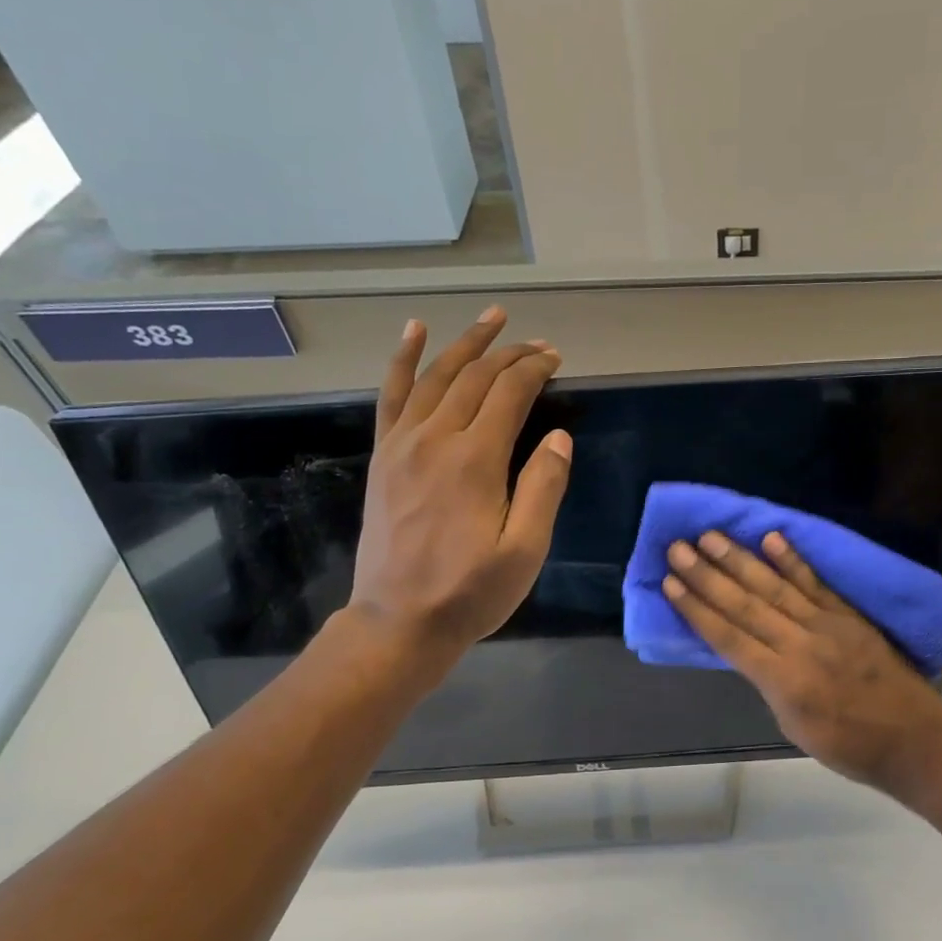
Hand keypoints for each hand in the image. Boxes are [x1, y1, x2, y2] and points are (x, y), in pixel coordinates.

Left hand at [348, 307, 571, 665]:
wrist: (398, 622)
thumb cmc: (470, 593)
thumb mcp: (524, 551)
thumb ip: (544, 489)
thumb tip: (558, 436)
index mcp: (476, 460)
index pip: (509, 393)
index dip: (535, 369)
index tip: (557, 358)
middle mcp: (436, 439)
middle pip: (475, 377)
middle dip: (510, 353)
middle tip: (538, 342)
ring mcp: (402, 444)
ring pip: (436, 376)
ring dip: (465, 343)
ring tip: (491, 318)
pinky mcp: (384, 457)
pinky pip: (392, 396)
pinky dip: (403, 359)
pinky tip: (414, 332)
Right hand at [661, 530, 941, 792]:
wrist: (914, 740)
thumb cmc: (850, 747)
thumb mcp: (794, 726)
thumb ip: (769, 683)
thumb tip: (749, 651)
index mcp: (783, 680)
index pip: (728, 637)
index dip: (696, 609)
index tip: (670, 583)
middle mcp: (800, 644)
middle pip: (745, 604)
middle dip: (707, 575)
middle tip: (677, 547)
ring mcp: (827, 624)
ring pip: (775, 586)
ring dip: (740, 559)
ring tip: (711, 536)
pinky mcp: (849, 615)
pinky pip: (816, 583)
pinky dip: (793, 560)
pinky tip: (771, 538)